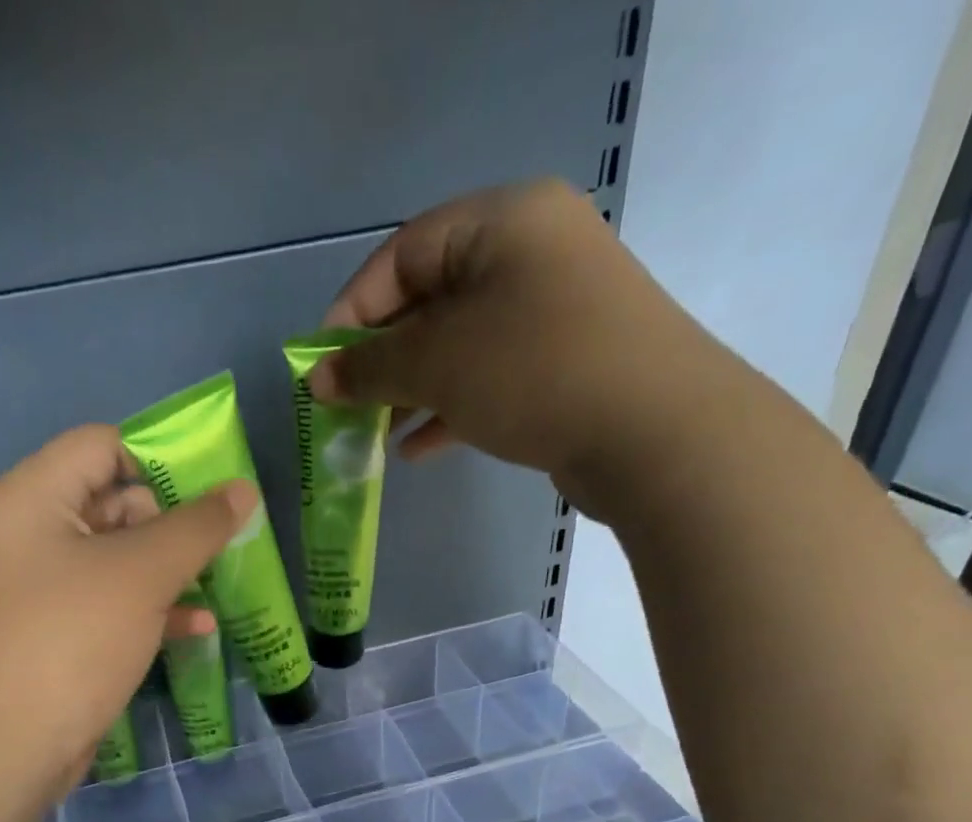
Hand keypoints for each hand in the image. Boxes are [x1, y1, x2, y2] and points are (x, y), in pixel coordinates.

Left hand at [0, 424, 255, 798]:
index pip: (102, 446)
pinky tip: (200, 626)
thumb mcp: (142, 574)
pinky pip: (116, 604)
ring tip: (222, 578)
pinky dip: (155, 609)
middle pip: (115, 501)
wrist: (11, 744)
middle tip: (224, 540)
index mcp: (36, 497)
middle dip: (174, 521)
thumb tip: (242, 491)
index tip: (214, 488)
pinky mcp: (65, 633)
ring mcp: (49, 588)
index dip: (160, 459)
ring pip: (122, 558)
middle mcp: (36, 534)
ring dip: (172, 568)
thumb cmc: (72, 638)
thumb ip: (196, 527)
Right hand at [310, 179, 727, 521]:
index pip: (402, 254)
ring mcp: (553, 311)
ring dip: (410, 389)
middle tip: (345, 405)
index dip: (353, 311)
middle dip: (381, 359)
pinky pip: (489, 377)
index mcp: (502, 221)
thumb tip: (316, 380)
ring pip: (458, 345)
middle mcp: (531, 252)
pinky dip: (449, 409)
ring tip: (372, 433)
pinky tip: (415, 450)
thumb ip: (370, 369)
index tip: (322, 366)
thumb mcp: (438, 364)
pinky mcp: (563, 364)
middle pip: (430, 300)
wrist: (655, 433)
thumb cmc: (534, 372)